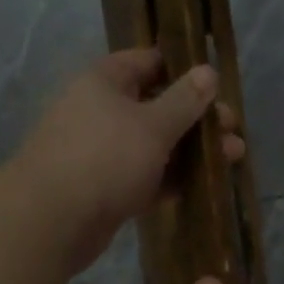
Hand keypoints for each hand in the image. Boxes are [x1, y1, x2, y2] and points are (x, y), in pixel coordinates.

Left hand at [14, 48, 243, 272]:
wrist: (51, 221)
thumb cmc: (104, 159)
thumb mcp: (152, 125)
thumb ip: (184, 100)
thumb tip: (208, 71)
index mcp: (104, 82)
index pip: (148, 62)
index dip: (184, 70)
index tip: (217, 86)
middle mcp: (99, 112)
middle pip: (155, 106)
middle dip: (197, 118)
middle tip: (232, 130)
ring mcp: (100, 153)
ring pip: (153, 145)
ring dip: (190, 151)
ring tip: (232, 158)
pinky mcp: (104, 190)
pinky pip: (143, 177)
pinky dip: (170, 179)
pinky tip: (203, 186)